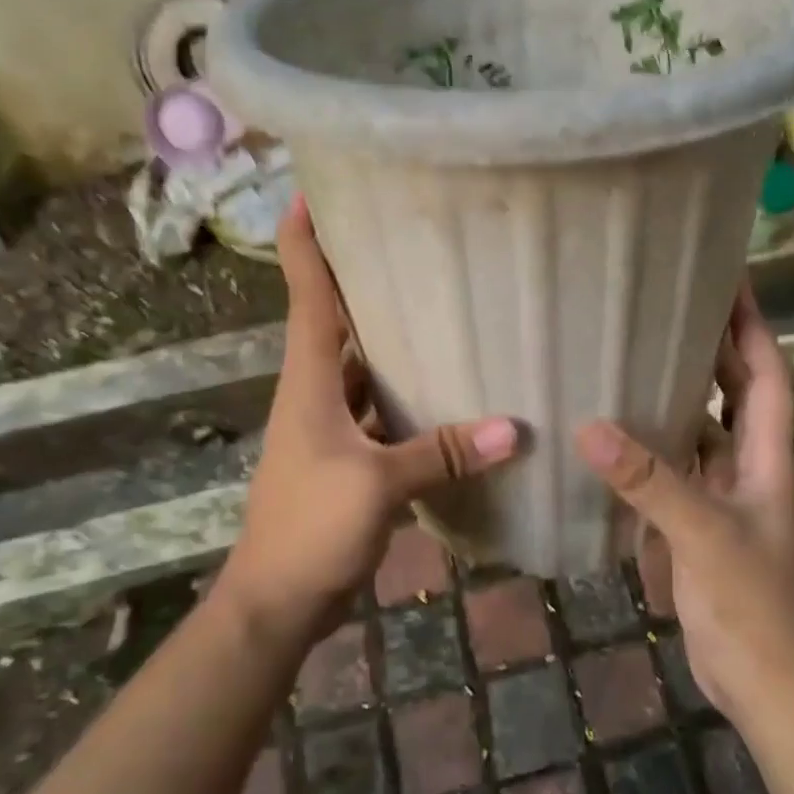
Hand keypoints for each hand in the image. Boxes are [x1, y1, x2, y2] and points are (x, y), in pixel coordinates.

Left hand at [216, 198, 518, 653]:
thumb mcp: (379, 485)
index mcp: (309, 380)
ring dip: (389, 340)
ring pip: (362, 367)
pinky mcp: (347, 458)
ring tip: (439, 304)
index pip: (305, 295)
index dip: (302, 242)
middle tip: (405, 239)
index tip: (309, 193)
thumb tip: (516, 429)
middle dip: (360, 279)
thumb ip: (443, 453)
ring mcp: (330, 426)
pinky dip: (406, 396)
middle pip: (335, 321)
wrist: (277, 600)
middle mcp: (316, 392)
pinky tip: (446, 390)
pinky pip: (379, 410)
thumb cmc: (310, 527)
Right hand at [574, 286, 793, 726]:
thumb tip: (589, 428)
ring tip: (634, 358)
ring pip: (700, 431)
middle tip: (667, 306)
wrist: (764, 684)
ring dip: (676, 397)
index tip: (728, 280)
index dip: (751, 326)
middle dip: (711, 349)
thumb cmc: (751, 605)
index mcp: (766, 458)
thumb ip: (650, 482)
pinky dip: (651, 448)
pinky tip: (615, 434)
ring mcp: (722, 497)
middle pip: (733, 394)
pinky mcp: (697, 524)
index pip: (766, 374)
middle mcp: (748, 468)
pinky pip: (674, 470)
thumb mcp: (703, 535)